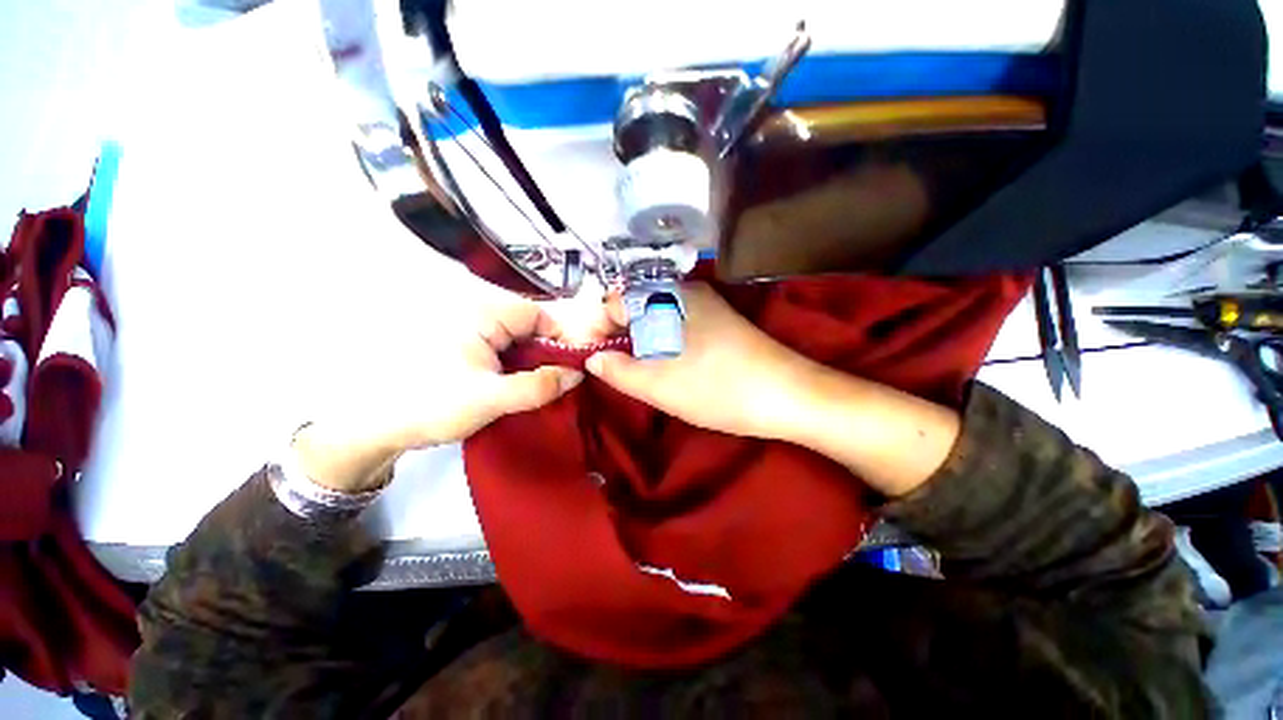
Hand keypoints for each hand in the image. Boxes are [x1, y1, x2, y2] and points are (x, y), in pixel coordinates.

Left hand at [297, 288, 615, 492]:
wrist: (372, 425)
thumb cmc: (430, 405)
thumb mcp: (491, 398)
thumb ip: (539, 386)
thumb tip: (577, 374)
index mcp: (481, 313)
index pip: (537, 314)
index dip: (561, 337)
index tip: (575, 364)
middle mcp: (474, 311)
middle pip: (528, 324)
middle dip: (547, 351)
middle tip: (560, 379)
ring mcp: (466, 327)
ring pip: (516, 337)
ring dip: (532, 359)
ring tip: (542, 384)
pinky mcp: (461, 343)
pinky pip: (501, 347)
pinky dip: (515, 363)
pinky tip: (519, 382)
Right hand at [587, 282, 959, 495]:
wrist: (789, 396)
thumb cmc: (719, 387)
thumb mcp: (660, 385)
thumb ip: (619, 370)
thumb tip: (593, 359)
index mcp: (668, 297)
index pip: (615, 302)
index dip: (598, 328)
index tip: (594, 357)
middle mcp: (686, 292)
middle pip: (636, 308)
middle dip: (620, 338)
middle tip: (618, 370)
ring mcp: (706, 306)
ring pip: (656, 319)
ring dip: (641, 344)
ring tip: (641, 372)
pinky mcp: (719, 323)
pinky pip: (677, 327)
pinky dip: (662, 344)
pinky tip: (668, 367)